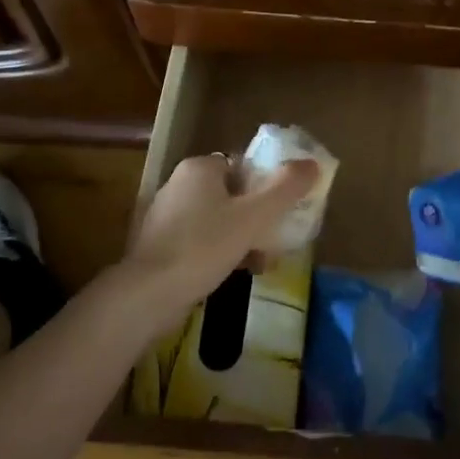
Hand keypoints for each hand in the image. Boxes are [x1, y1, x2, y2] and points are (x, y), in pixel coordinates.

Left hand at [113, 153, 319, 331]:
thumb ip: (285, 188)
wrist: (148, 295)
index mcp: (199, 168)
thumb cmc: (203, 246)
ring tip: (260, 263)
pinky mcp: (159, 245)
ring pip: (217, 220)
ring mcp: (165, 215)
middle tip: (275, 241)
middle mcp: (178, 184)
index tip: (282, 212)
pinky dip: (219, 252)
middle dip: (256, 218)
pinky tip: (234, 273)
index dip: (266, 187)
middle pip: (232, 194)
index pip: (242, 166)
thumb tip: (311, 163)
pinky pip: (200, 240)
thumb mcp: (254, 216)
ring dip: (241, 238)